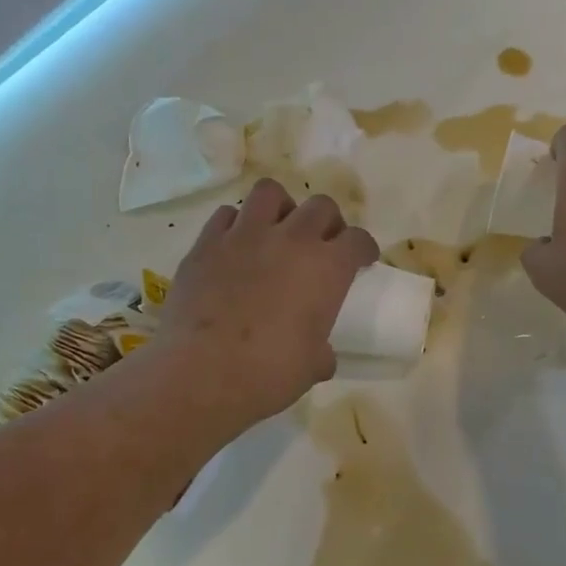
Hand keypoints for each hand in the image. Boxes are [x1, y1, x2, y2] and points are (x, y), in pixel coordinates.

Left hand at [154, 179, 378, 426]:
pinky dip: (236, 224)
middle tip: (322, 244)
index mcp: (327, 268)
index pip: (358, 240)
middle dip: (328, 221)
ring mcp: (245, 236)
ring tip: (278, 230)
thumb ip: (322, 352)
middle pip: (321, 206)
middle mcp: (291, 240)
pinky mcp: (206, 243)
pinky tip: (236, 245)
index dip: (363, 248)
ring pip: (270, 192)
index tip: (362, 259)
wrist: (201, 372)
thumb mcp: (312, 367)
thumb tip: (321, 356)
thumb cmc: (268, 373)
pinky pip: (226, 215)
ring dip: (281, 207)